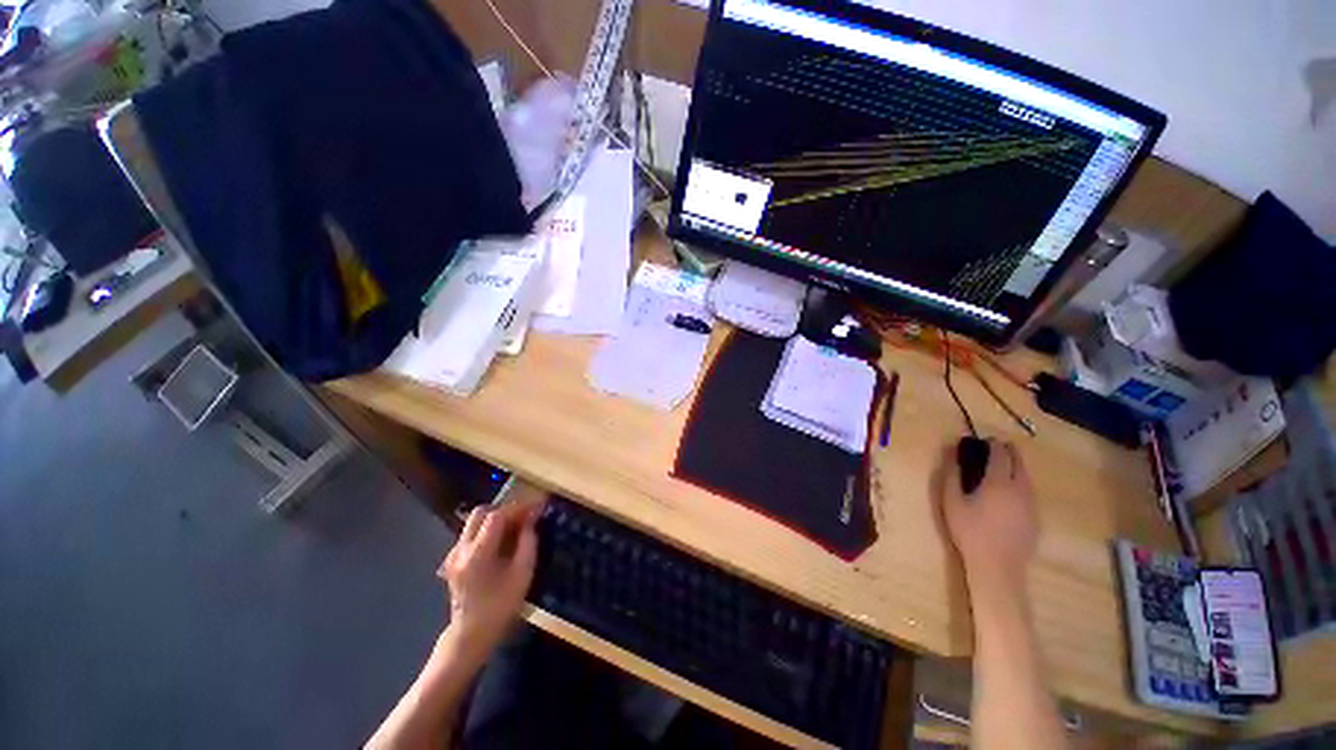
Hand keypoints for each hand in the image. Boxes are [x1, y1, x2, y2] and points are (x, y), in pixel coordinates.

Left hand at [438, 494, 545, 665]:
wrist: (471, 634)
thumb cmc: (500, 606)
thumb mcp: (522, 574)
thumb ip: (528, 542)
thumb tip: (532, 518)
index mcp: (477, 554)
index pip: (496, 516)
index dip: (518, 508)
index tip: (536, 506)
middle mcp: (461, 549)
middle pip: (481, 513)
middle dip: (505, 510)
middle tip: (524, 517)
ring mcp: (453, 554)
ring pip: (475, 522)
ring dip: (496, 519)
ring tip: (516, 528)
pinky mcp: (453, 559)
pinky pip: (472, 534)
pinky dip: (488, 530)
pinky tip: (502, 542)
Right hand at [937, 439, 1037, 596]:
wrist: (998, 566)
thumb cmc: (969, 531)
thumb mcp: (951, 501)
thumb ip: (952, 474)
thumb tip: (951, 453)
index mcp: (999, 482)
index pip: (1001, 454)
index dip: (994, 444)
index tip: (985, 440)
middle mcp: (1020, 489)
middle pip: (1020, 462)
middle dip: (1009, 452)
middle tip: (995, 449)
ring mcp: (1032, 504)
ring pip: (1027, 477)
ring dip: (1016, 468)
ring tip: (1001, 469)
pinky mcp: (1036, 517)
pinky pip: (1030, 492)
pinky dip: (1020, 484)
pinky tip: (1008, 494)